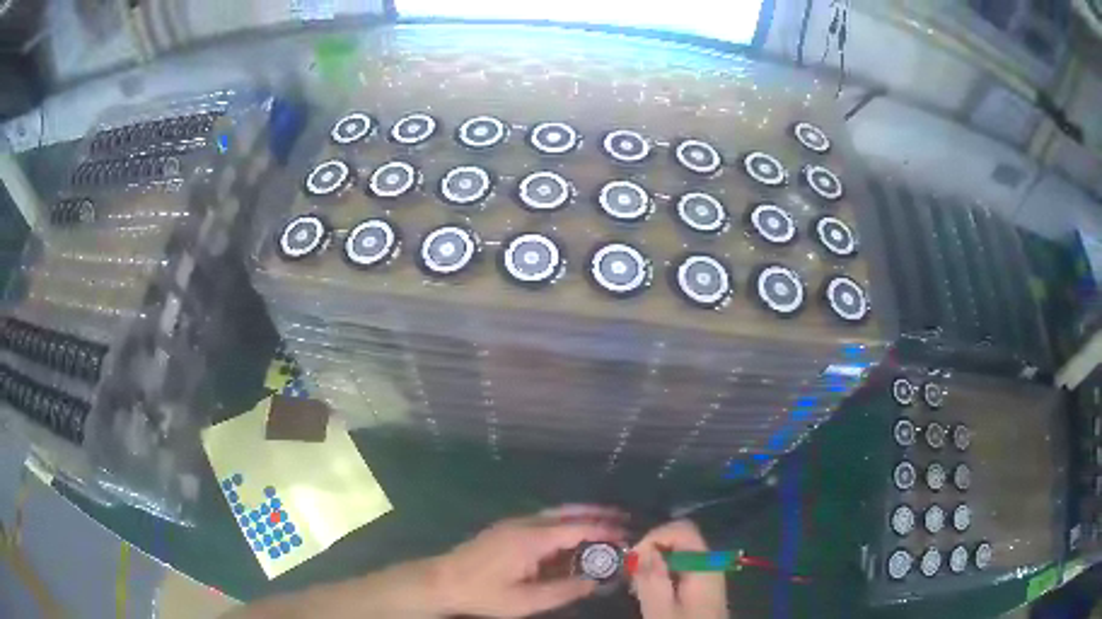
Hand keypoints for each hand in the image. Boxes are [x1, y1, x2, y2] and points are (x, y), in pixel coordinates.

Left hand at [430, 505, 626, 617]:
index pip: (577, 528)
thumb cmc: (483, 593)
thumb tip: (595, 582)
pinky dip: (564, 524)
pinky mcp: (506, 530)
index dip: (604, 530)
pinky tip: (570, 538)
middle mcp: (525, 524)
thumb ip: (563, 591)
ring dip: (581, 517)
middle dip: (597, 514)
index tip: (627, 534)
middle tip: (624, 519)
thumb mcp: (526, 601)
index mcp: (532, 538)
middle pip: (568, 513)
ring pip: (555, 514)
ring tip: (605, 525)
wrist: (441, 582)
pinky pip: (543, 521)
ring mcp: (513, 524)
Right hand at [631, 520, 727, 618]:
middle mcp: (710, 563)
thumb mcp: (661, 611)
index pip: (681, 529)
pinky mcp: (704, 586)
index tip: (631, 559)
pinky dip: (663, 573)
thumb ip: (652, 579)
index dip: (654, 536)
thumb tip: (641, 550)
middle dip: (651, 550)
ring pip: (679, 553)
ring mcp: (709, 574)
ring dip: (655, 563)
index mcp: (704, 565)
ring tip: (637, 585)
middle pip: (680, 539)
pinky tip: (650, 591)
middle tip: (631, 574)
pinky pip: (682, 567)